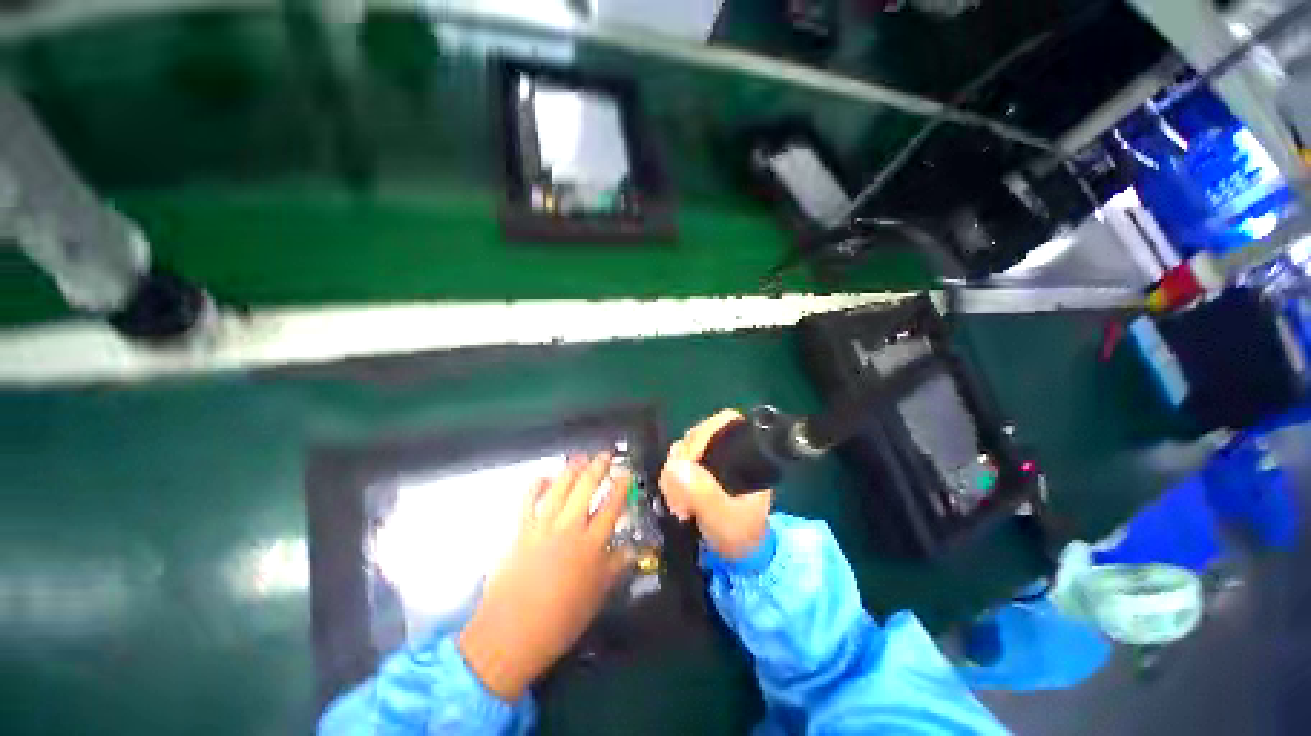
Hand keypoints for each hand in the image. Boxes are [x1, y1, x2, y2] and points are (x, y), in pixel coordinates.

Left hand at [458, 453, 631, 701]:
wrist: (510, 635)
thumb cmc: (560, 621)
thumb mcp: (596, 597)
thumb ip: (615, 567)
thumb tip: (632, 550)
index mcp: (591, 545)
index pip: (611, 507)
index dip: (620, 487)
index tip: (626, 473)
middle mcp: (569, 528)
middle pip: (586, 487)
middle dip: (598, 467)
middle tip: (605, 455)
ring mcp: (542, 526)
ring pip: (560, 487)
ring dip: (572, 469)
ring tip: (581, 457)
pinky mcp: (521, 530)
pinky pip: (529, 499)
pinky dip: (538, 484)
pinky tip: (546, 478)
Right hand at [660, 410, 773, 559]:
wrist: (735, 556)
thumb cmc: (738, 535)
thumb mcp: (722, 518)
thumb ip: (702, 493)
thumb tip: (675, 465)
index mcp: (746, 455)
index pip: (723, 422)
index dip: (702, 434)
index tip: (686, 460)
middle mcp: (730, 450)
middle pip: (699, 434)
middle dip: (683, 458)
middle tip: (677, 489)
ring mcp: (713, 460)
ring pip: (685, 448)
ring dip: (674, 472)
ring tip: (677, 501)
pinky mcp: (699, 470)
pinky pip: (678, 463)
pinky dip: (672, 478)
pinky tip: (675, 498)